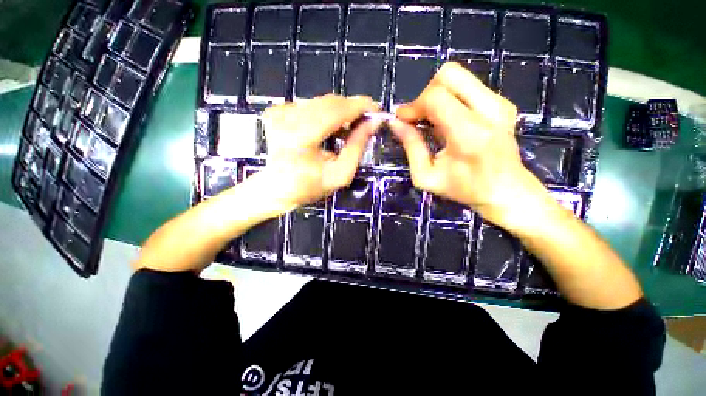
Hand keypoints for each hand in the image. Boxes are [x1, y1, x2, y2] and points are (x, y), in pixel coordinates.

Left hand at [257, 94, 378, 212]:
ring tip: (348, 129)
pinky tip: (328, 129)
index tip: (377, 109)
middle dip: (351, 109)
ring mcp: (279, 112)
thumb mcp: (340, 174)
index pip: (335, 111)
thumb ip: (357, 147)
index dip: (359, 106)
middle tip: (365, 121)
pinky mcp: (277, 111)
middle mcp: (286, 119)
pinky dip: (324, 114)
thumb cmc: (310, 186)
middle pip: (329, 102)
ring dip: (339, 112)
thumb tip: (373, 122)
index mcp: (300, 138)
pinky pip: (310, 105)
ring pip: (321, 102)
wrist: (277, 188)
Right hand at [389, 62, 548, 230]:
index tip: (403, 120)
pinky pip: (468, 86)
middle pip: (449, 74)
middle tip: (419, 117)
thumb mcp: (426, 176)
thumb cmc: (463, 189)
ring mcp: (500, 103)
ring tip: (432, 120)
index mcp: (469, 134)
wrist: (506, 191)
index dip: (413, 105)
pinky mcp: (503, 102)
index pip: (435, 97)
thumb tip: (395, 123)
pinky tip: (448, 121)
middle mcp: (489, 110)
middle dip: (425, 94)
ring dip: (437, 95)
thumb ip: (410, 147)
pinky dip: (451, 98)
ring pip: (459, 76)